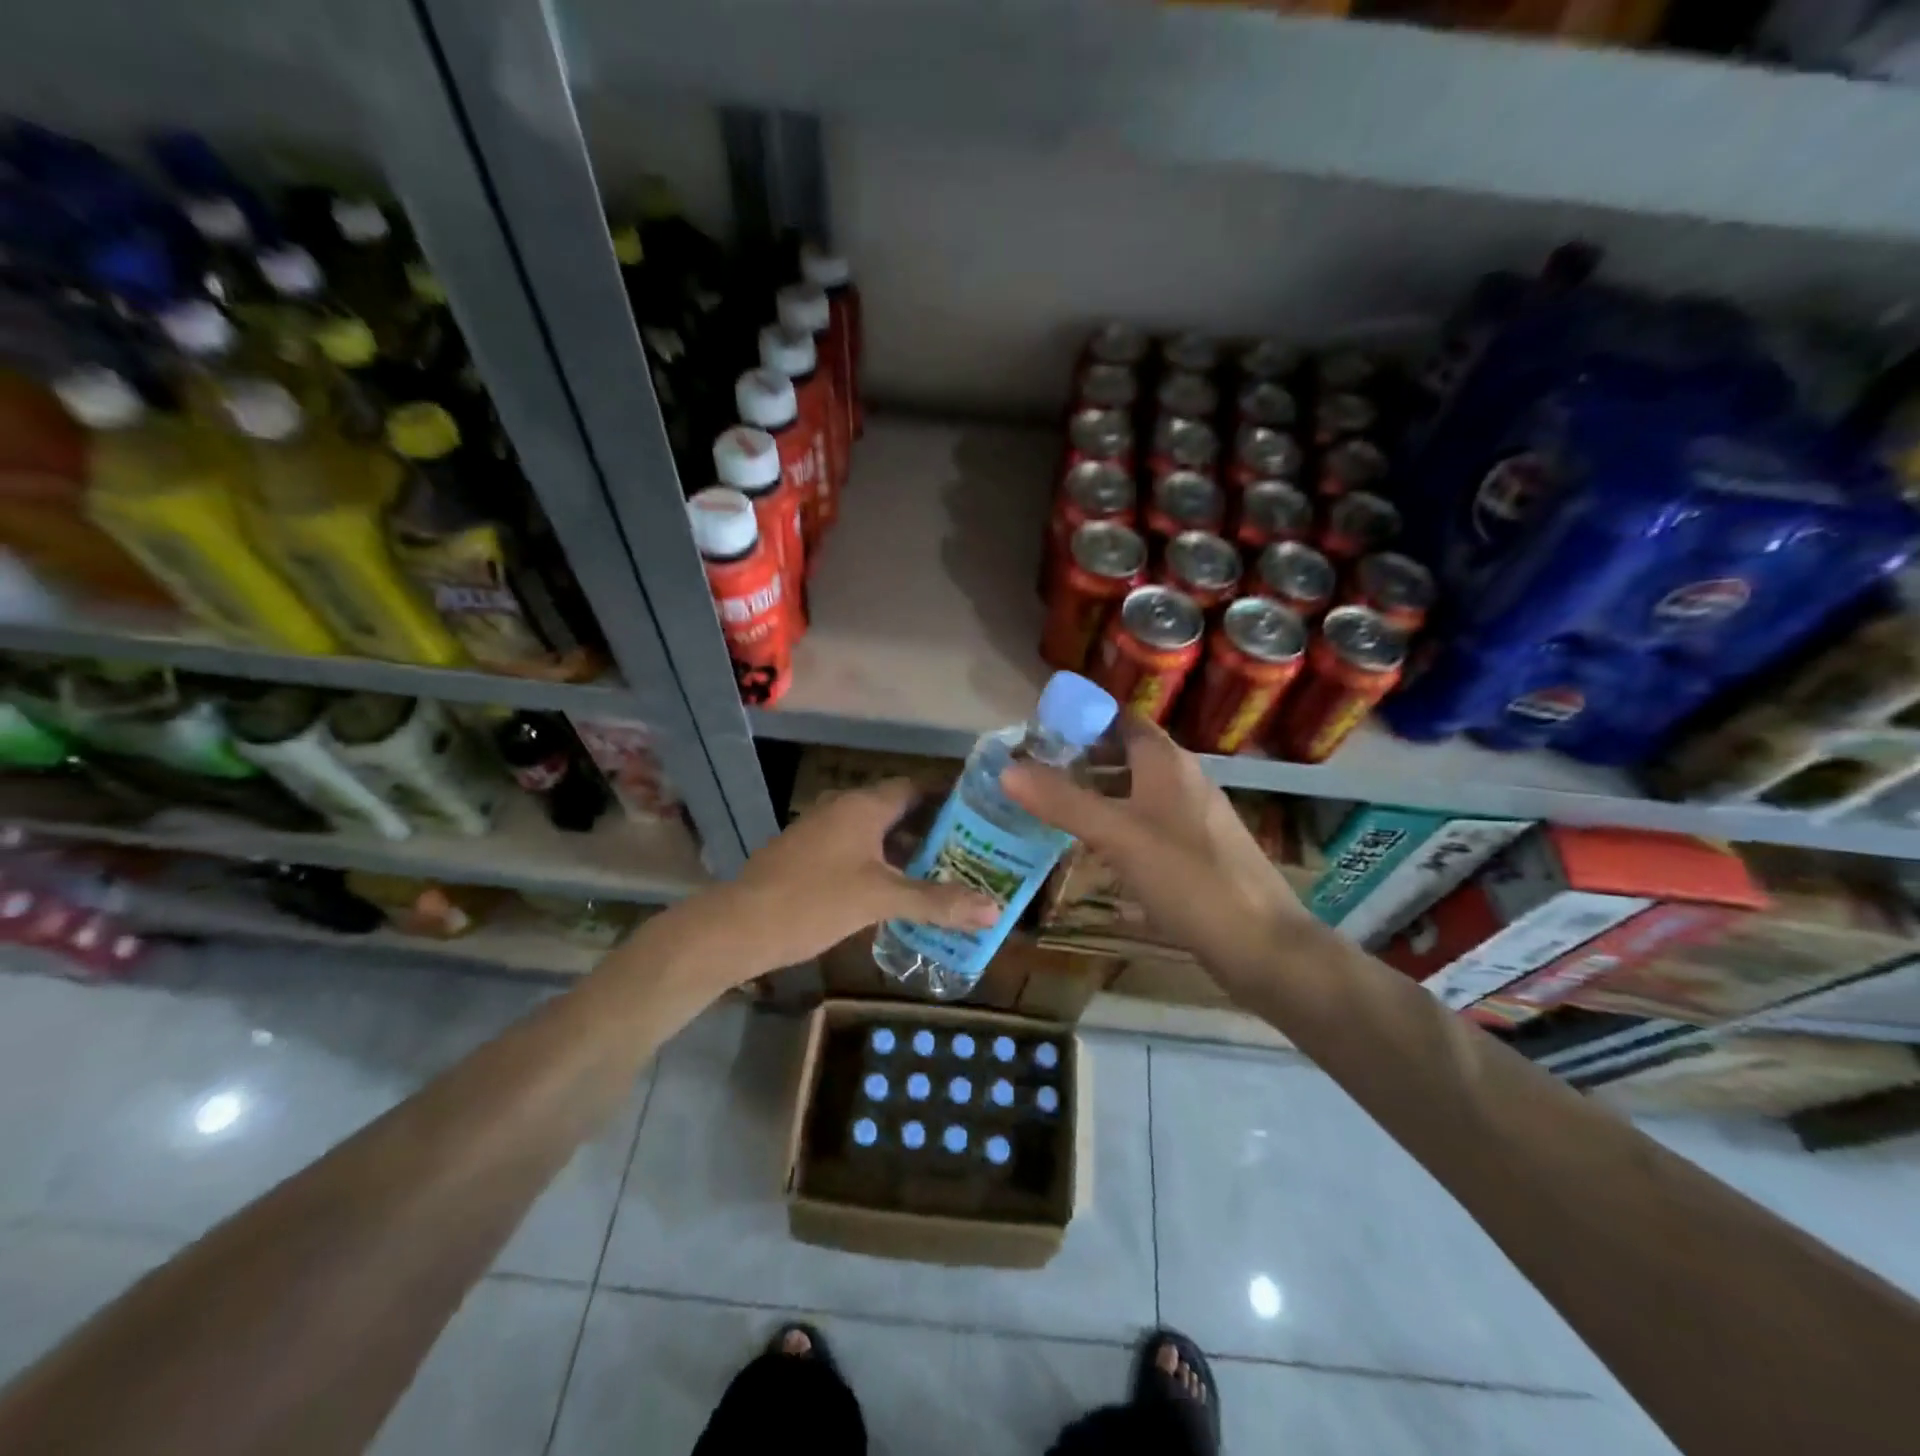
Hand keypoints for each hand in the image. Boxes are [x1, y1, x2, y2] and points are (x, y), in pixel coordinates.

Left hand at [663, 779, 1000, 985]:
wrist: (738, 926)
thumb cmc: (814, 901)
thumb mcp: (880, 900)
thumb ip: (937, 903)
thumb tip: (994, 911)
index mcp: (863, 806)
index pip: (916, 787)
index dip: (949, 796)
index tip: (981, 811)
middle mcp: (844, 809)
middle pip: (899, 809)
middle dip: (934, 827)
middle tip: (973, 847)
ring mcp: (823, 831)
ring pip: (877, 832)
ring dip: (908, 848)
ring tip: (946, 870)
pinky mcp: (810, 855)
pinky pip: (859, 849)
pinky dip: (884, 863)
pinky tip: (901, 889)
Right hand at [1001, 715, 1308, 994]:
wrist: (1261, 944)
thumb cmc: (1189, 878)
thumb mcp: (1118, 836)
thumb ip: (1063, 802)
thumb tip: (1008, 769)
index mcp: (1167, 762)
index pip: (1121, 718)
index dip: (1082, 718)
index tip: (1038, 732)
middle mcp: (1183, 779)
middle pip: (1127, 753)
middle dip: (1082, 757)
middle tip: (1035, 773)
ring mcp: (1193, 816)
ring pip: (1137, 790)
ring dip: (1098, 792)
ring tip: (1054, 808)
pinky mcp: (1197, 851)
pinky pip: (1148, 822)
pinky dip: (1118, 823)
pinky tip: (1096, 849)